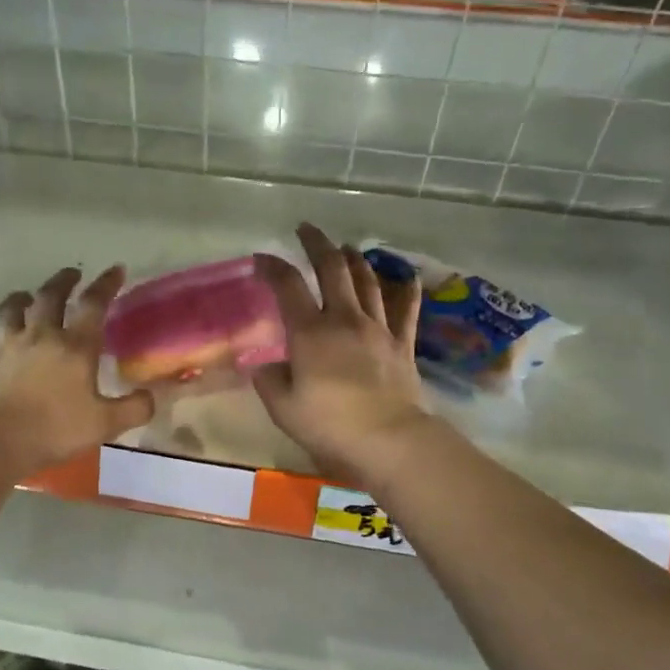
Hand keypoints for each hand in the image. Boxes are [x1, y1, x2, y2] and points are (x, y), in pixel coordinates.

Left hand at [0, 265, 154, 476]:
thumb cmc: (52, 430)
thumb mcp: (104, 425)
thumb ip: (133, 409)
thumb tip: (151, 397)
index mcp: (74, 348)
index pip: (94, 306)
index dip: (106, 285)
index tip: (115, 269)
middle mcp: (40, 336)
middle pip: (50, 297)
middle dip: (63, 282)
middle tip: (71, 275)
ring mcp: (5, 345)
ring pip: (11, 309)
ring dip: (19, 298)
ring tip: (24, 295)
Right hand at [252, 224, 431, 485]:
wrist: (389, 440)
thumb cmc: (330, 424)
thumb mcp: (284, 408)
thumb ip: (269, 381)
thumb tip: (265, 366)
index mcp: (310, 332)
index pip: (288, 286)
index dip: (272, 266)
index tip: (261, 258)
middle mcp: (344, 319)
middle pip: (332, 269)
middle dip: (317, 244)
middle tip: (307, 230)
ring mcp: (377, 328)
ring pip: (367, 281)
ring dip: (355, 259)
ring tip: (346, 248)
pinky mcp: (402, 344)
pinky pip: (406, 309)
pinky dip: (407, 289)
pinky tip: (407, 276)